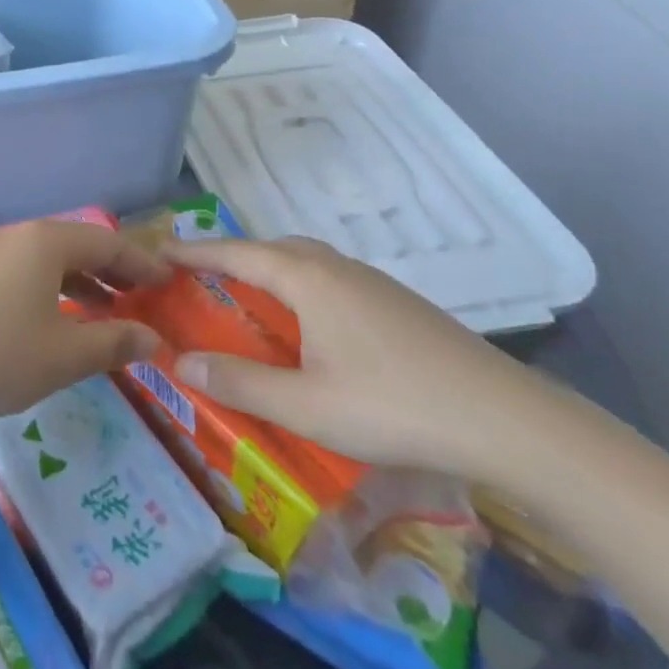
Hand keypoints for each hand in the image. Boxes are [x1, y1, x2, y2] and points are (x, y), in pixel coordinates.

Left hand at [0, 219, 168, 428]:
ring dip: (81, 283)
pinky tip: (52, 322)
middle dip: (113, 271)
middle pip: (77, 246)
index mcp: (46, 243)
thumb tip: (153, 338)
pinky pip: (23, 273)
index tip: (169, 282)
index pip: (108, 243)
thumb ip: (112, 343)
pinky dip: (50, 291)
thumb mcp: (62, 356)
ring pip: (48, 261)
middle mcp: (18, 237)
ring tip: (105, 312)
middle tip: (142, 297)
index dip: (142, 263)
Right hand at [165, 238, 541, 478]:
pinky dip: (301, 285)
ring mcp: (373, 283)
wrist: (509, 421)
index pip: (235, 253)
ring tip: (250, 295)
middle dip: (232, 255)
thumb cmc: (393, 406)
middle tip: (202, 274)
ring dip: (270, 267)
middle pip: (272, 248)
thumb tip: (183, 360)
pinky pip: (331, 278)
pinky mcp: (400, 305)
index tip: (159, 250)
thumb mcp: (305, 405)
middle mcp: (336, 268)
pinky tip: (312, 323)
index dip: (194, 252)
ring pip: (306, 260)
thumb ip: (240, 382)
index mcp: (307, 279)